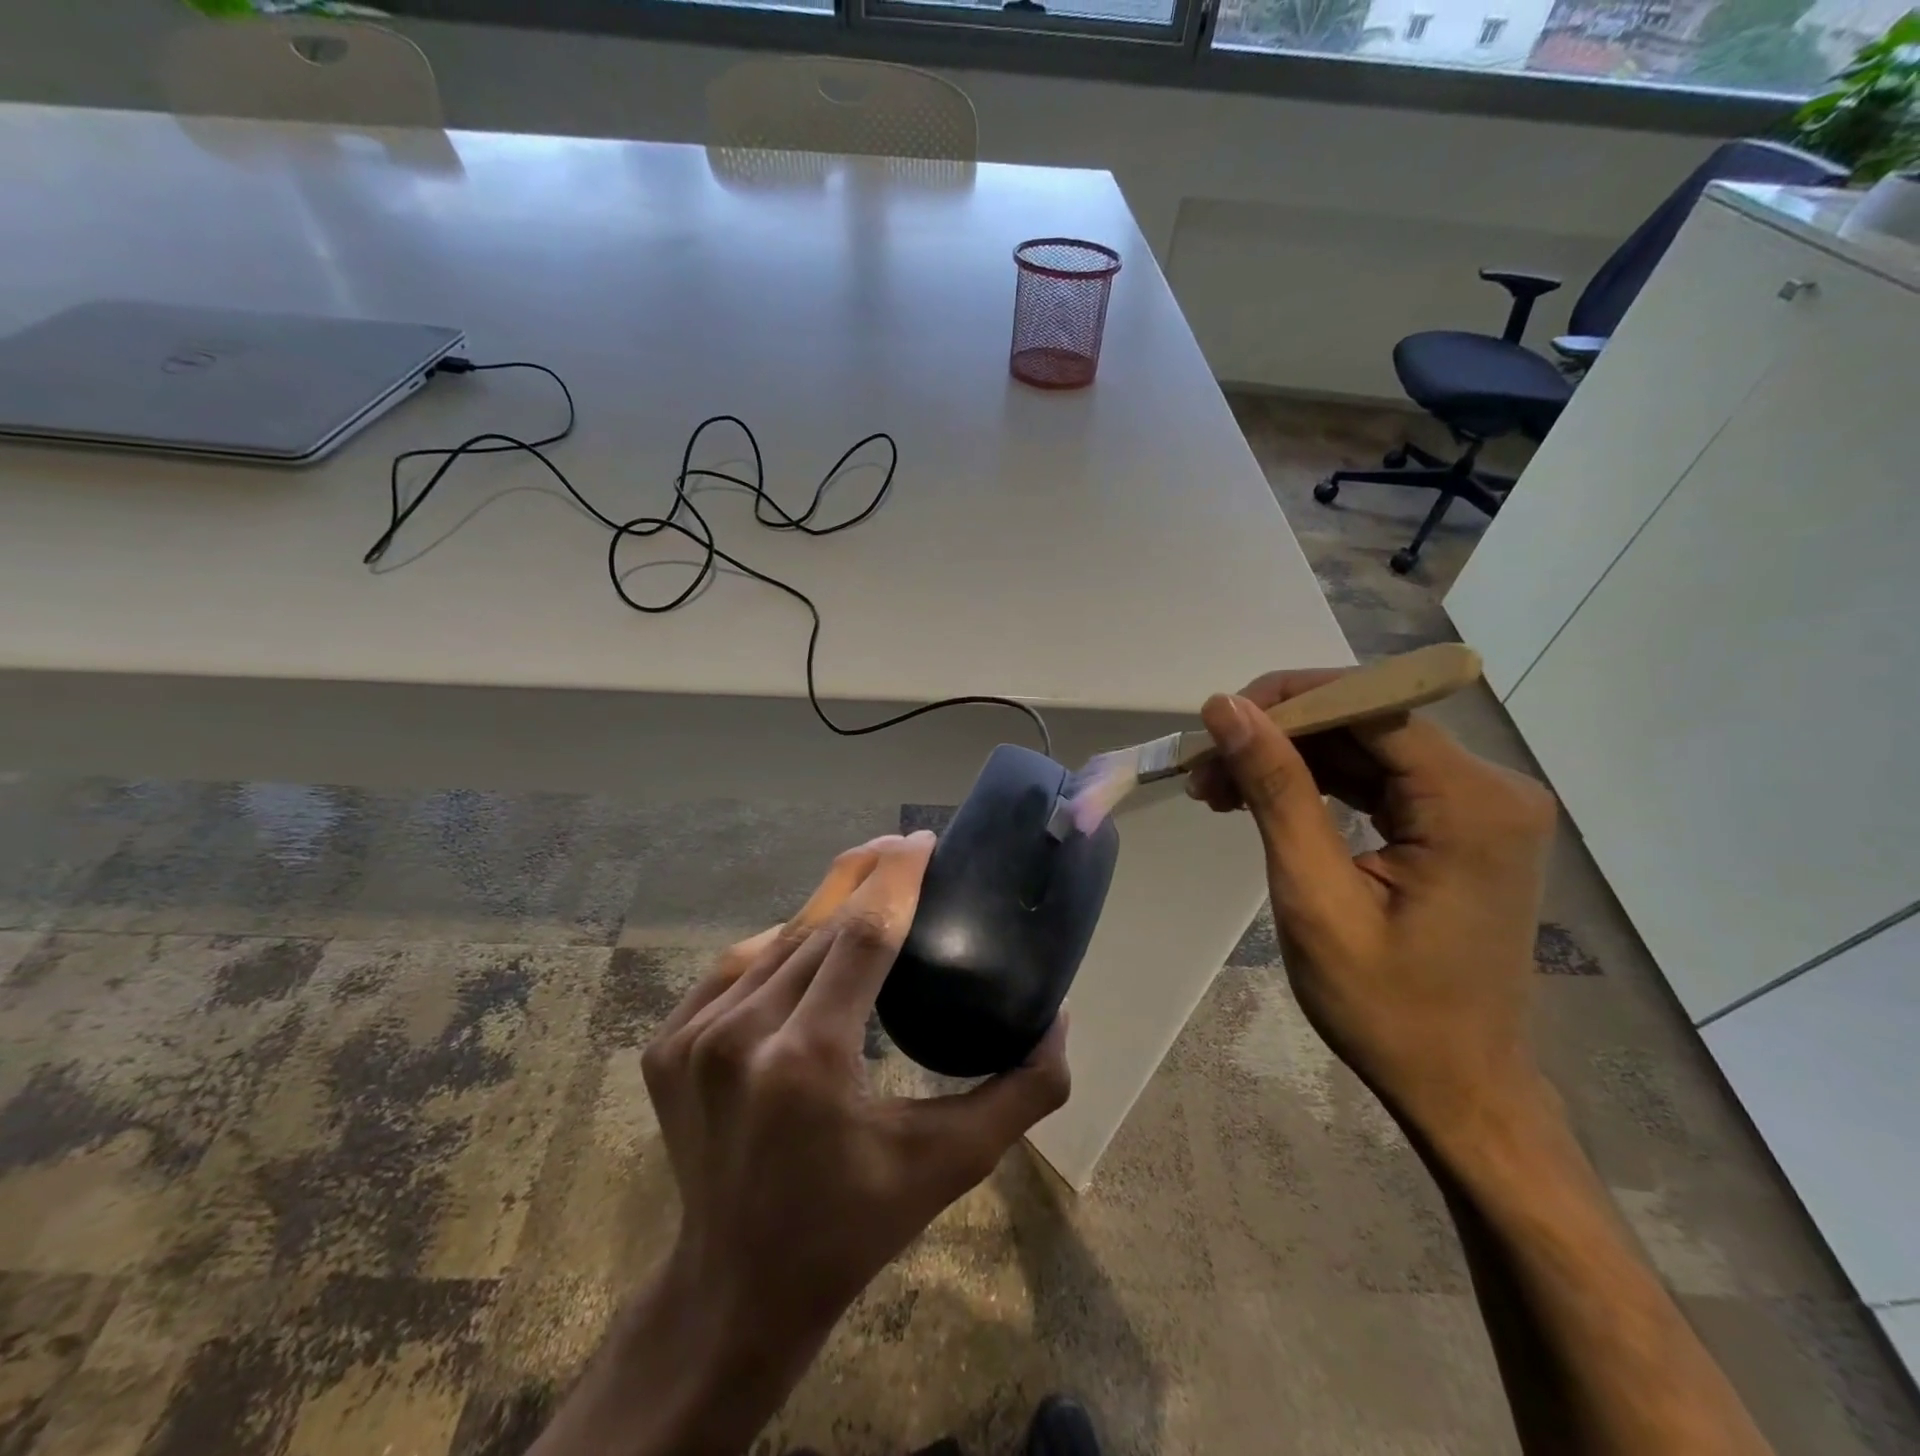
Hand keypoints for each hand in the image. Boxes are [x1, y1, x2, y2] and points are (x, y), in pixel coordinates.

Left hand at [535, 832, 1069, 1455]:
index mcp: (809, 1061)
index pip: (861, 934)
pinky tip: (805, 939)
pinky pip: (733, 967)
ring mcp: (692, 1039)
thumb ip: (1021, 1093)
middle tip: (902, 847)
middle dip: (863, 877)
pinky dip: (776, 945)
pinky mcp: (666, 1046)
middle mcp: (741, 1036)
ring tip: (865, 889)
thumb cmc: (853, 1228)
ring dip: (823, 908)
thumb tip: (1059, 1020)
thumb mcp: (950, 1165)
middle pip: (815, 926)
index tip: (923, 841)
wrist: (734, 1288)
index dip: (895, 878)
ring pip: (774, 941)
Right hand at [1187, 672, 1557, 1149]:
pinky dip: (1314, 784)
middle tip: (1203, 771)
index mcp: (1472, 803)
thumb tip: (1227, 707)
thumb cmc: (1387, 1008)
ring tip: (1217, 789)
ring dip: (1287, 760)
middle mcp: (1491, 787)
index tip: (1213, 727)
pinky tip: (1261, 801)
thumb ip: (1276, 792)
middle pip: (1366, 721)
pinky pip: (1376, 779)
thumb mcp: (1315, 897)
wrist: (1459, 1085)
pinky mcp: (1459, 824)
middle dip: (1277, 737)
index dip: (1285, 702)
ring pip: (1364, 747)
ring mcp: (1479, 805)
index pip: (1369, 706)